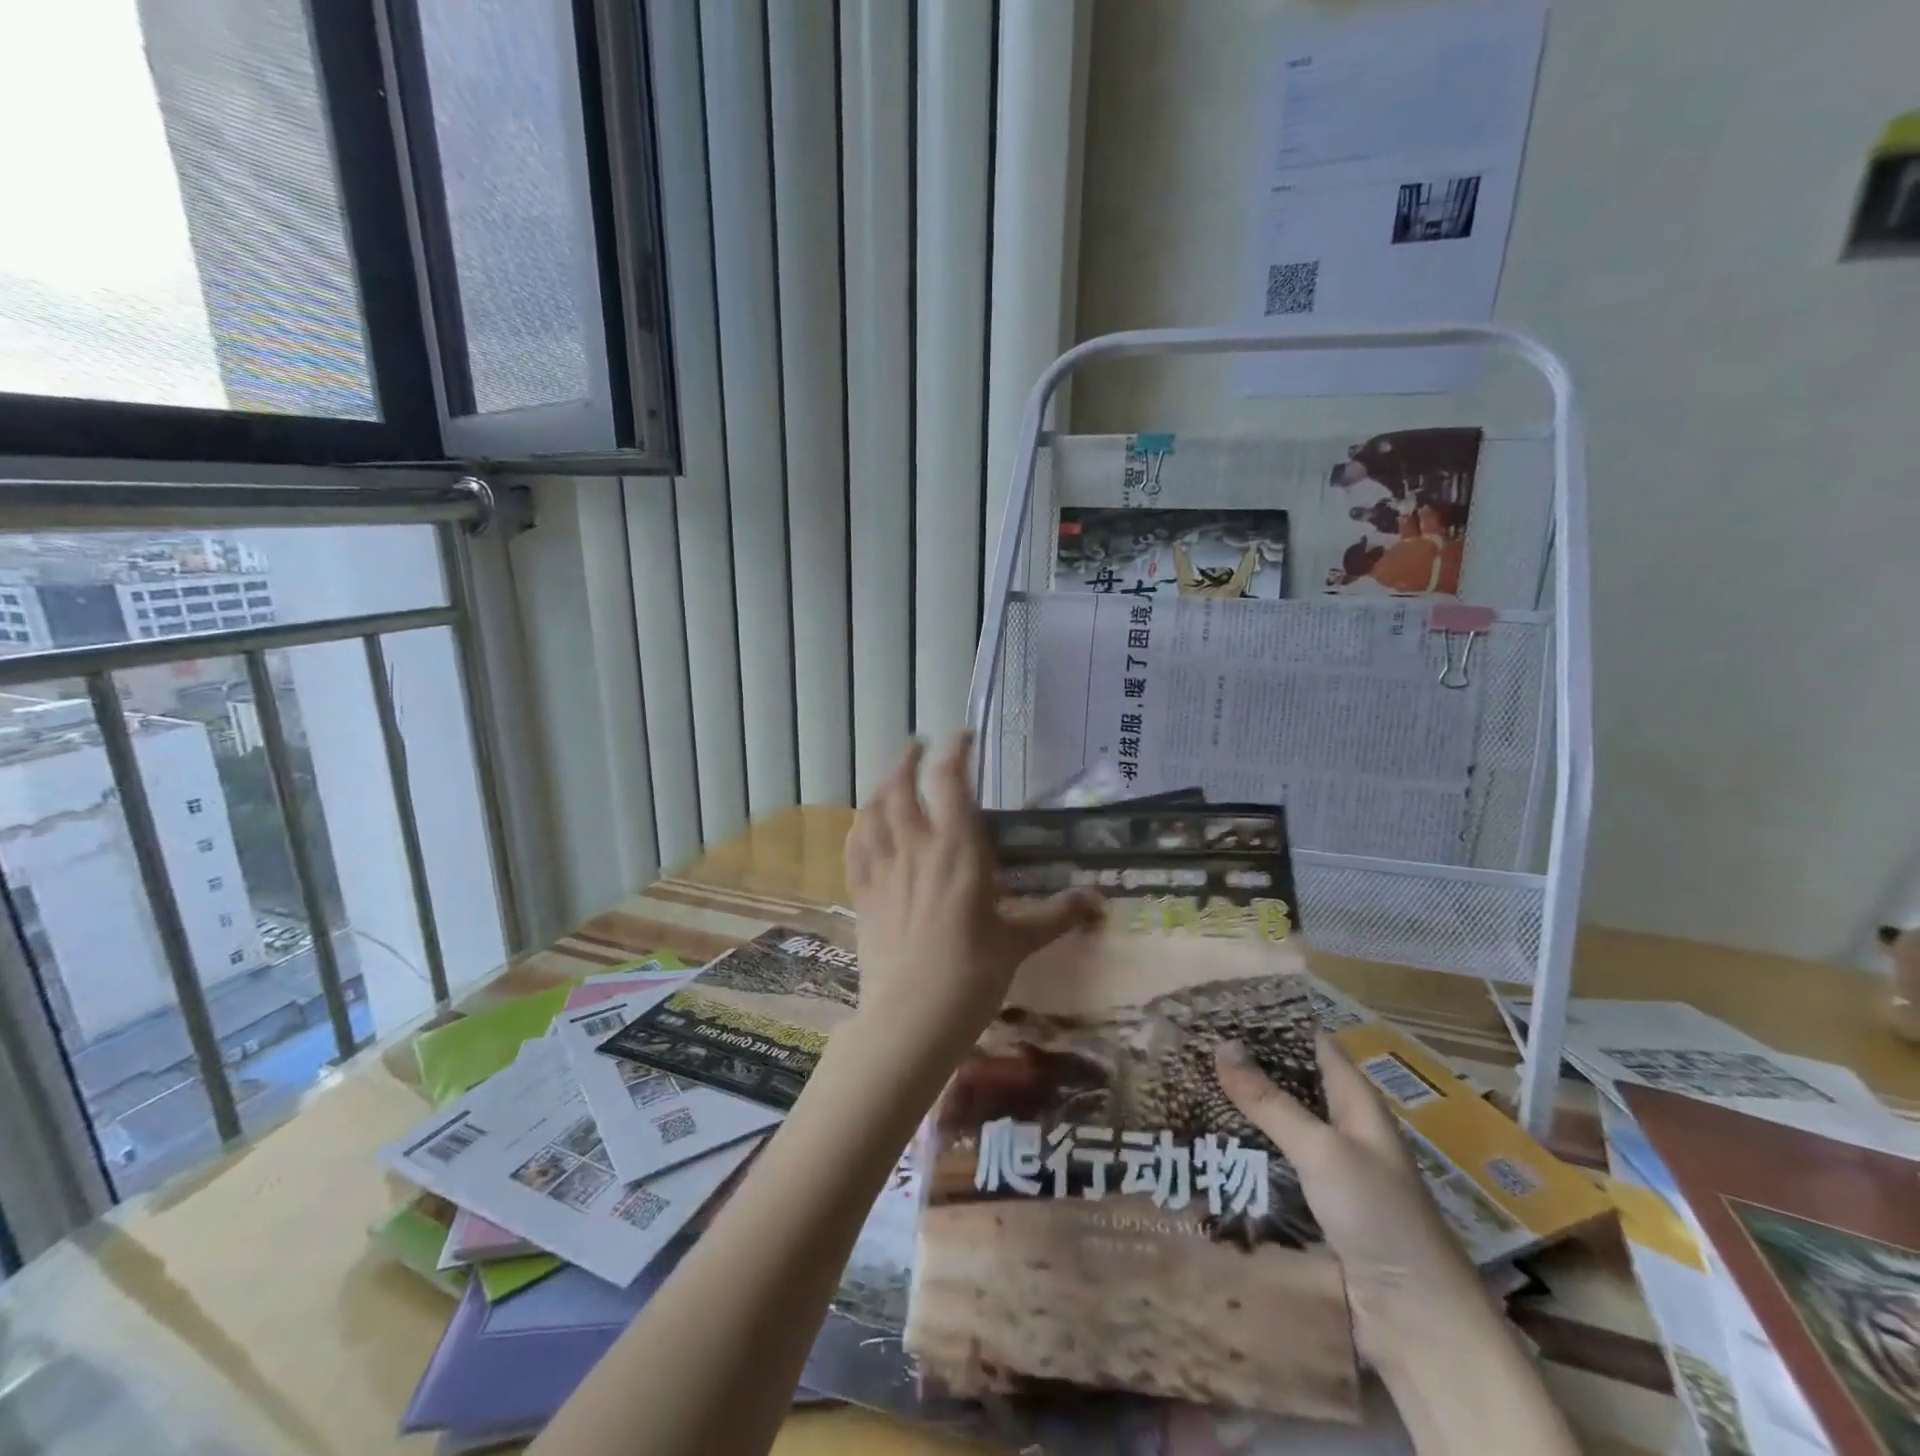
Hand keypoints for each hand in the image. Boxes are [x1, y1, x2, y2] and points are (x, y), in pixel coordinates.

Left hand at [844, 734, 1102, 1077]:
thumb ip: (1056, 915)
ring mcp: (883, 870)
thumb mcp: (1019, 941)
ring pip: (873, 812)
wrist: (912, 1018)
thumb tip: (1099, 901)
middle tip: (918, 747)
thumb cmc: (973, 975)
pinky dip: (859, 827)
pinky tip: (863, 824)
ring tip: (891, 777)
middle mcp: (916, 848)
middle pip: (901, 786)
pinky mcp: (863, 895)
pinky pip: (855, 848)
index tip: (963, 737)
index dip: (954, 751)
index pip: (950, 781)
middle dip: (908, 760)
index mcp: (957, 850)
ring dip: (881, 786)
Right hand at [1215, 1035, 1491, 1366]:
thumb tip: (1221, 1044)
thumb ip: (1270, 1101)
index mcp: (1356, 1102)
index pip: (1311, 1044)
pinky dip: (1243, 1152)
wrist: (1417, 1322)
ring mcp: (1328, 1168)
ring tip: (1185, 1089)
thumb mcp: (1321, 1149)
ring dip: (1239, 1111)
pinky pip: (1272, 1166)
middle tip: (1190, 1049)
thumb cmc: (1378, 1216)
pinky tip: (1206, 1144)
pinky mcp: (1313, 1205)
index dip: (1273, 1024)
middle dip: (1245, 1067)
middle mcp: (1342, 1127)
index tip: (1221, 1009)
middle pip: (1289, 1084)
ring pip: (1276, 1125)